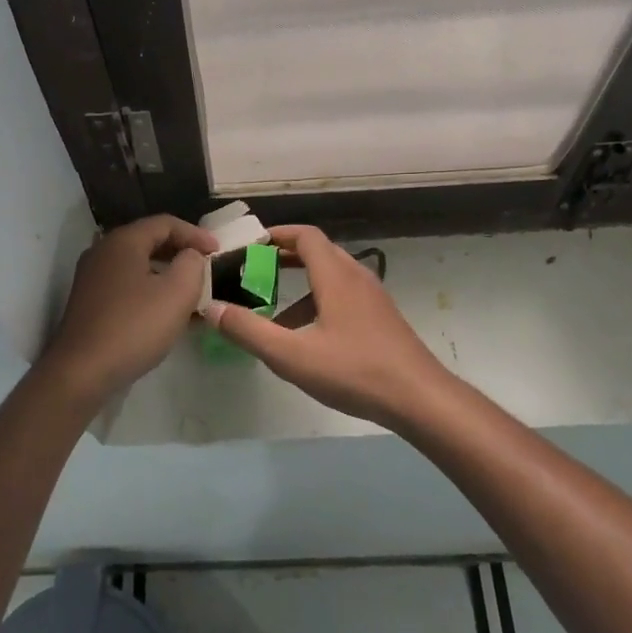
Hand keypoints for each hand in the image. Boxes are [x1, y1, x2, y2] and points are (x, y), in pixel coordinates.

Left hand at [38, 214, 216, 402]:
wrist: (81, 371)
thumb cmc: (134, 326)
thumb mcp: (177, 293)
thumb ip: (192, 265)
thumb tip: (190, 256)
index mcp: (123, 241)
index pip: (166, 223)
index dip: (196, 234)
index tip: (218, 251)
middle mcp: (103, 251)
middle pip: (149, 241)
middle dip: (181, 252)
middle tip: (206, 267)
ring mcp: (92, 278)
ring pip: (138, 265)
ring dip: (167, 274)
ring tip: (191, 292)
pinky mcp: (89, 302)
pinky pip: (127, 286)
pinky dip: (150, 291)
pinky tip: (166, 313)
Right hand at [204, 225, 455, 427]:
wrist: (420, 398)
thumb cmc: (354, 371)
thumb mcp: (292, 355)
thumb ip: (249, 331)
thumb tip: (211, 308)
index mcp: (335, 275)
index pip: (305, 236)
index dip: (276, 234)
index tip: (249, 244)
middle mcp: (356, 277)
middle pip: (318, 252)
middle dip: (284, 256)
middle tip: (254, 270)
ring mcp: (373, 298)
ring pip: (331, 277)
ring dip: (301, 284)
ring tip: (273, 310)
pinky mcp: (381, 318)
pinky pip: (343, 296)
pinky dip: (318, 302)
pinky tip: (307, 338)